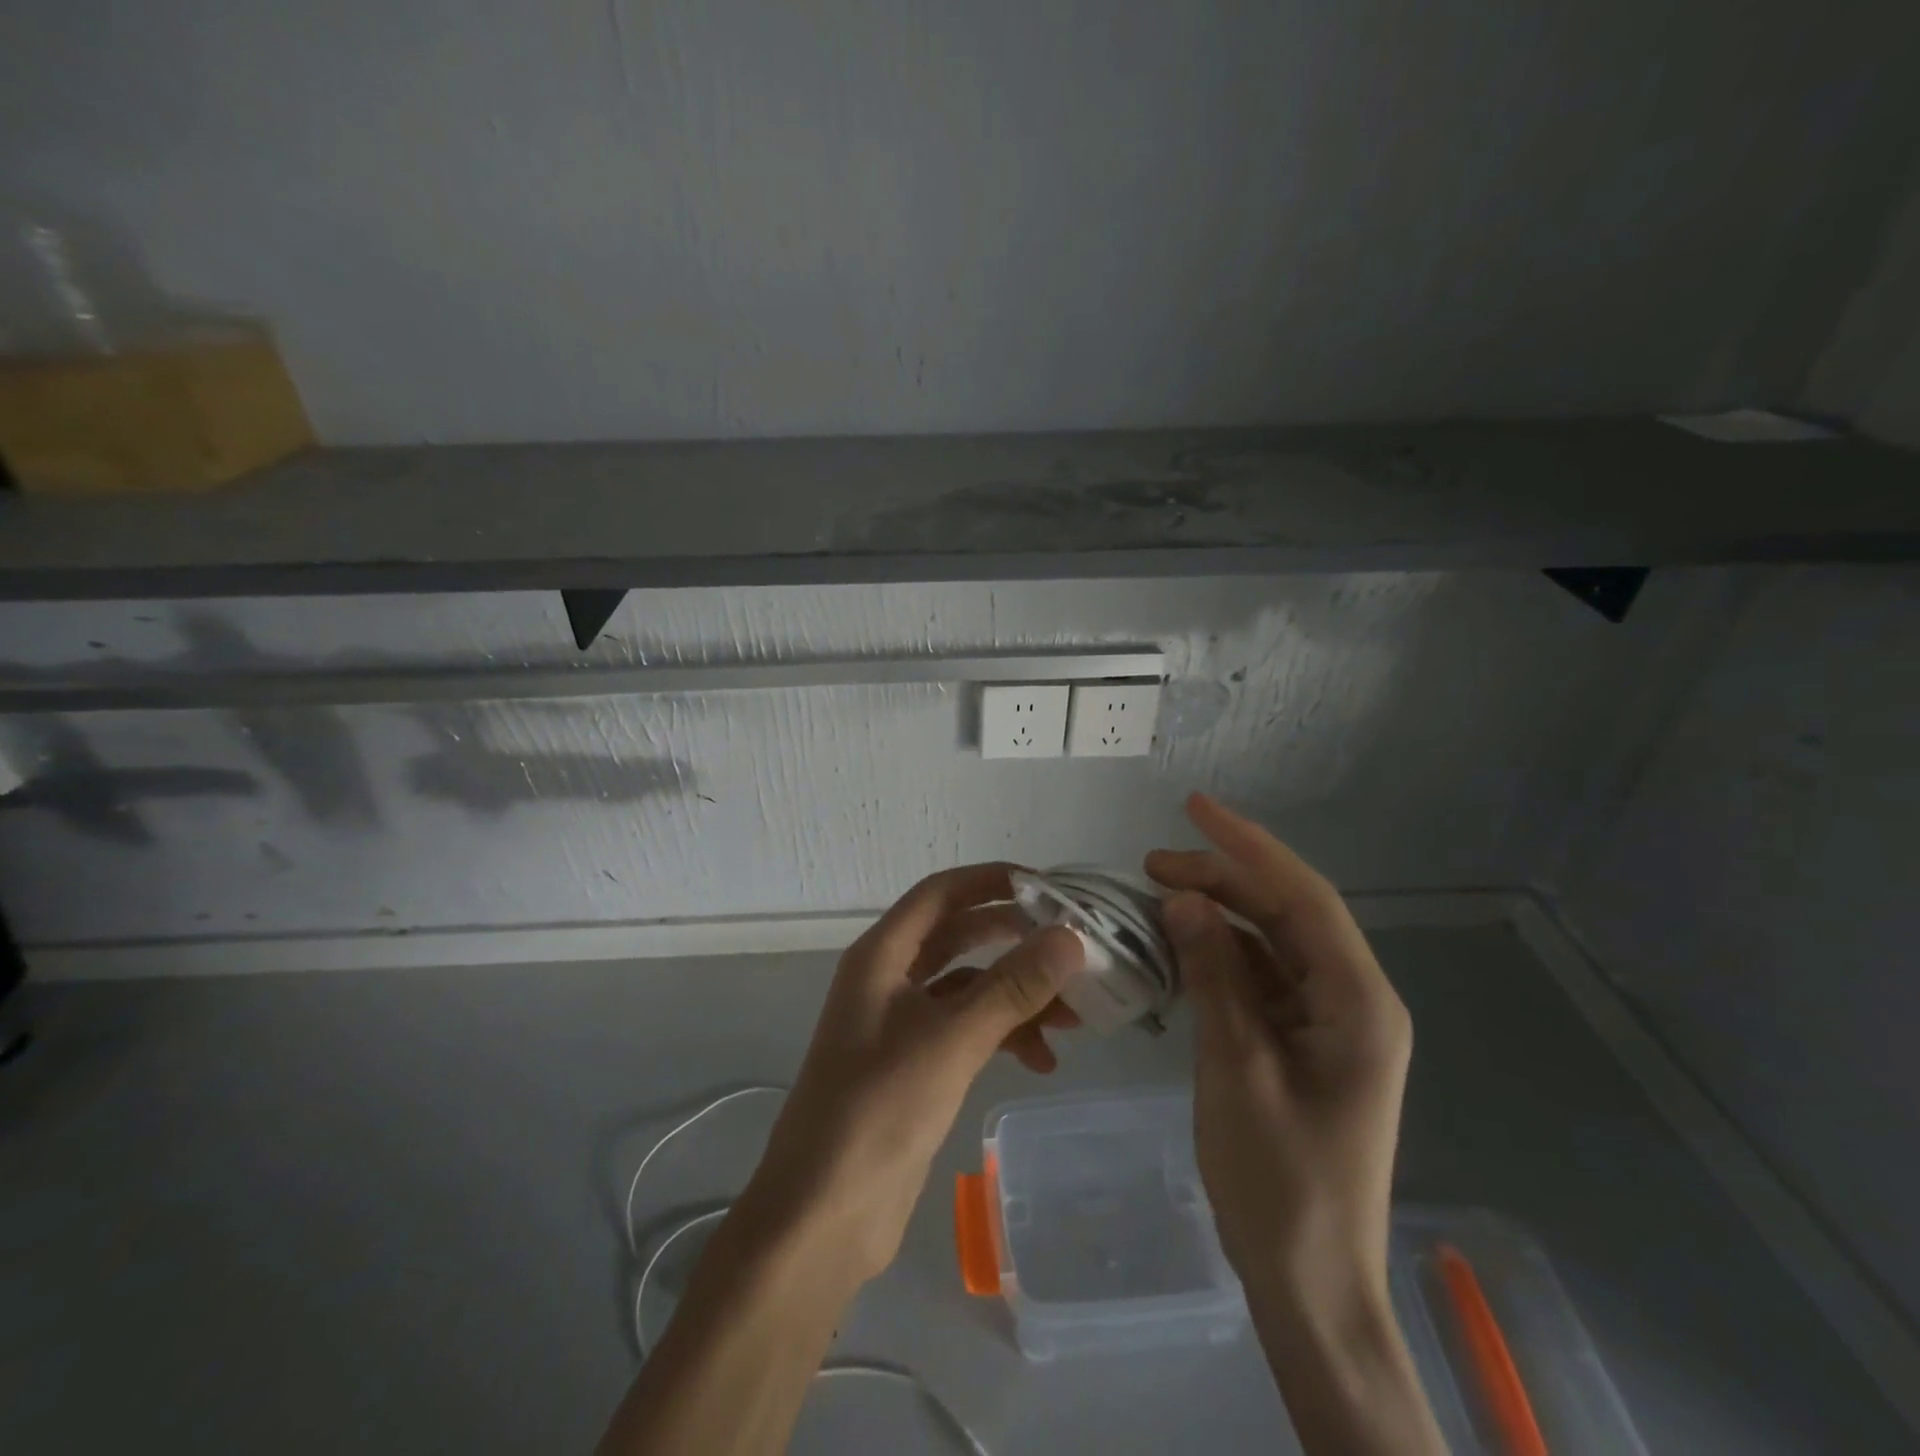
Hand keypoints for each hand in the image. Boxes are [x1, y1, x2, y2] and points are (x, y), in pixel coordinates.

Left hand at [743, 864, 1083, 1285]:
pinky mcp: (914, 1066)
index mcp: (881, 956)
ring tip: (1073, 1019)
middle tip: (1070, 947)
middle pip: (959, 936)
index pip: (941, 893)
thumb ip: (1012, 987)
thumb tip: (1070, 937)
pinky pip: (967, 1030)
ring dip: (1017, 996)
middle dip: (1014, 939)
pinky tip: (1042, 1061)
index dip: (991, 881)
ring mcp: (900, 1024)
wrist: (823, 1217)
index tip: (1048, 886)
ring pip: (969, 988)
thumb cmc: (878, 1111)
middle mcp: (888, 979)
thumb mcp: (951, 1041)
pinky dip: (1004, 1036)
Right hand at [1146, 794, 1412, 1314]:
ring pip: (1272, 943)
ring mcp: (1330, 1022)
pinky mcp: (1305, 1042)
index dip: (1247, 846)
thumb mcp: (1236, 1066)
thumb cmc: (1278, 1179)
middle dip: (1222, 879)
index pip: (1302, 897)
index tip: (1194, 807)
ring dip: (1218, 915)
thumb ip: (1214, 974)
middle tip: (1151, 865)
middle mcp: (1354, 1000)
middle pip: (1286, 914)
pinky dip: (1220, 956)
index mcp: (1358, 1002)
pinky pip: (1262, 978)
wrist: (1309, 1281)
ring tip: (1156, 897)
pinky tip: (1179, 947)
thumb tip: (1182, 898)